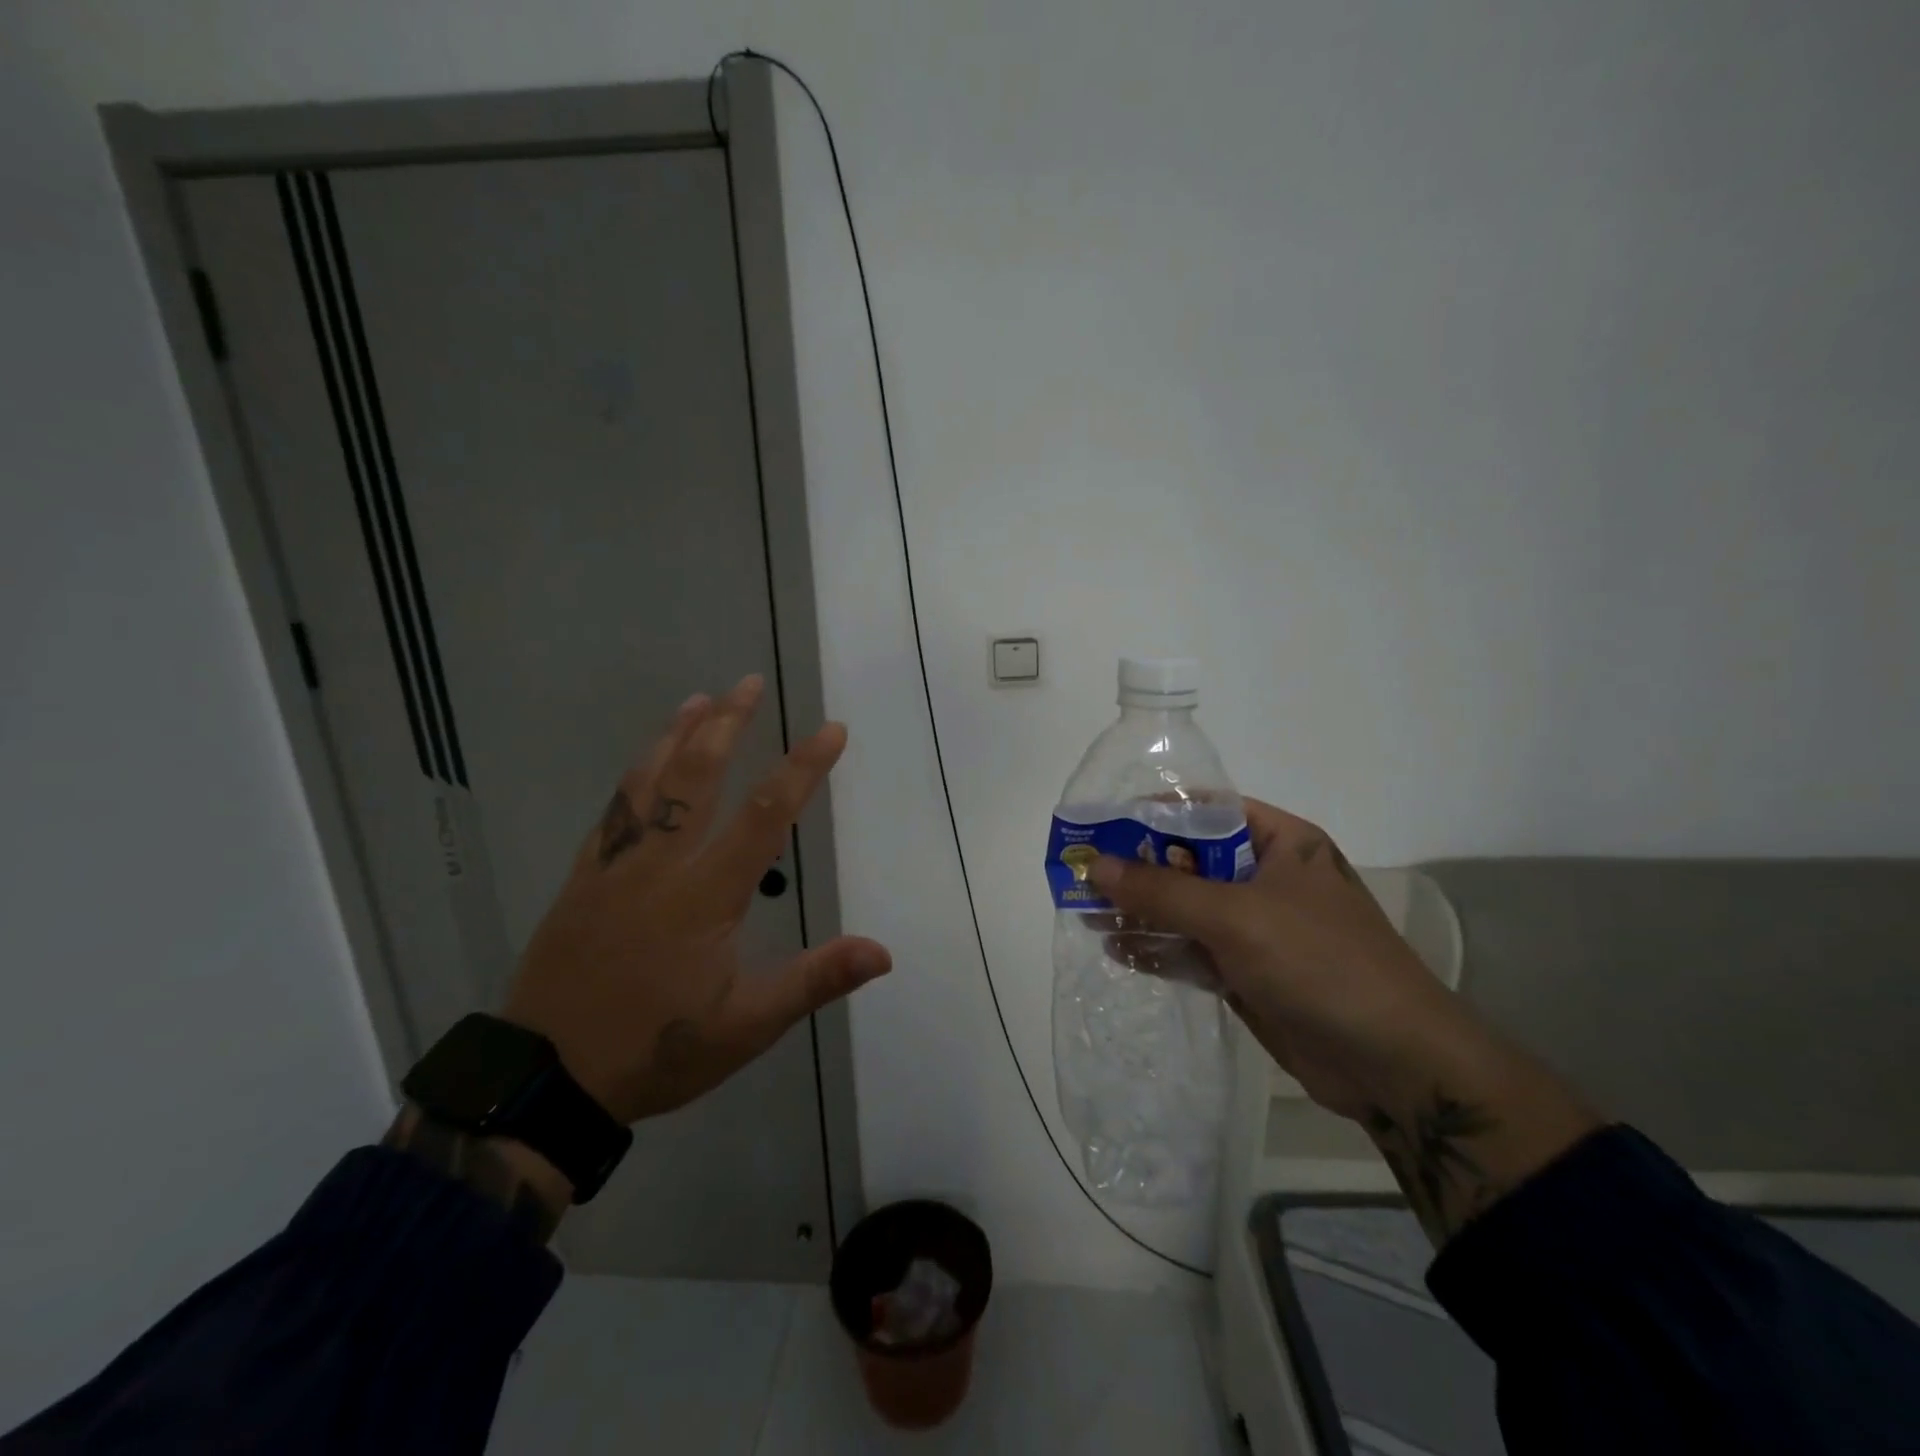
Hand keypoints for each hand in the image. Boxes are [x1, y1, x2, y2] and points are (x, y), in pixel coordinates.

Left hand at [500, 675, 891, 1124]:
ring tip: (698, 700)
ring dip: (677, 735)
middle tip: (749, 683)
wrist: (544, 1079)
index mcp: (706, 893)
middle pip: (698, 776)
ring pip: (648, 783)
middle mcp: (662, 863)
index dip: (803, 767)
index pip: (767, 813)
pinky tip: (642, 765)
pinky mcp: (583, 878)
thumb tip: (882, 952)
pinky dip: (633, 776)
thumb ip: (813, 981)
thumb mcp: (746, 1026)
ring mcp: (615, 866)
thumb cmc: (655, 1049)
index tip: (831, 730)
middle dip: (728, 725)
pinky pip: (612, 811)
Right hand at [1090, 798, 1460, 1119]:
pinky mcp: (1249, 972)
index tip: (1102, 825)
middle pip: (1190, 862)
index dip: (1153, 815)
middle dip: (1138, 869)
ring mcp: (1258, 928)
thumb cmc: (1319, 962)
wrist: (1393, 1064)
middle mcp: (1267, 877)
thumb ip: (1163, 890)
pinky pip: (1193, 950)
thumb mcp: (1236, 916)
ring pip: (1186, 909)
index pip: (1206, 811)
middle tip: (1083, 875)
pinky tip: (1118, 949)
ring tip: (1086, 913)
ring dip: (1141, 911)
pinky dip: (1158, 949)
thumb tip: (1096, 865)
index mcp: (1280, 842)